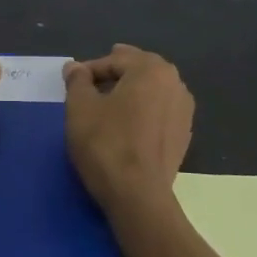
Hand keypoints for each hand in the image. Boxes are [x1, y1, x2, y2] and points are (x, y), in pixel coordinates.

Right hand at [63, 45, 194, 217]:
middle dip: (114, 73)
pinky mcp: (183, 135)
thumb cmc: (106, 144)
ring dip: (130, 90)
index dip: (90, 69)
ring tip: (107, 102)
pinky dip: (142, 110)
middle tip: (92, 81)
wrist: (138, 196)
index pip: (115, 60)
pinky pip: (159, 111)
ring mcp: (184, 111)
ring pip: (151, 90)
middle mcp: (175, 84)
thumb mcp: (80, 107)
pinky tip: (127, 123)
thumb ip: (77, 81)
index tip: (72, 83)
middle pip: (138, 69)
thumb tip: (75, 67)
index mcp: (151, 70)